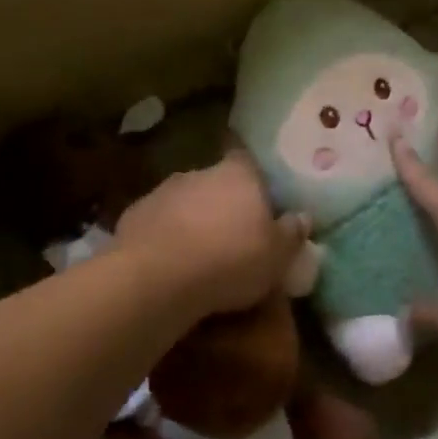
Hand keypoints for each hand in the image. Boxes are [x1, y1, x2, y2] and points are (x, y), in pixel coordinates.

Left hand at [116, 152, 308, 316]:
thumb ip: (292, 233)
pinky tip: (169, 264)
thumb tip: (303, 217)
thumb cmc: (229, 259)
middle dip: (222, 202)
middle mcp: (200, 172)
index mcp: (238, 174)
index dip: (253, 178)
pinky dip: (164, 237)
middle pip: (216, 182)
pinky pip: (158, 223)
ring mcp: (163, 192)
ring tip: (200, 253)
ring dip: (192, 219)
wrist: (157, 278)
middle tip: (232, 233)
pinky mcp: (134, 215)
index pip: (248, 160)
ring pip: (185, 201)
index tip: (258, 197)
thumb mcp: (277, 255)